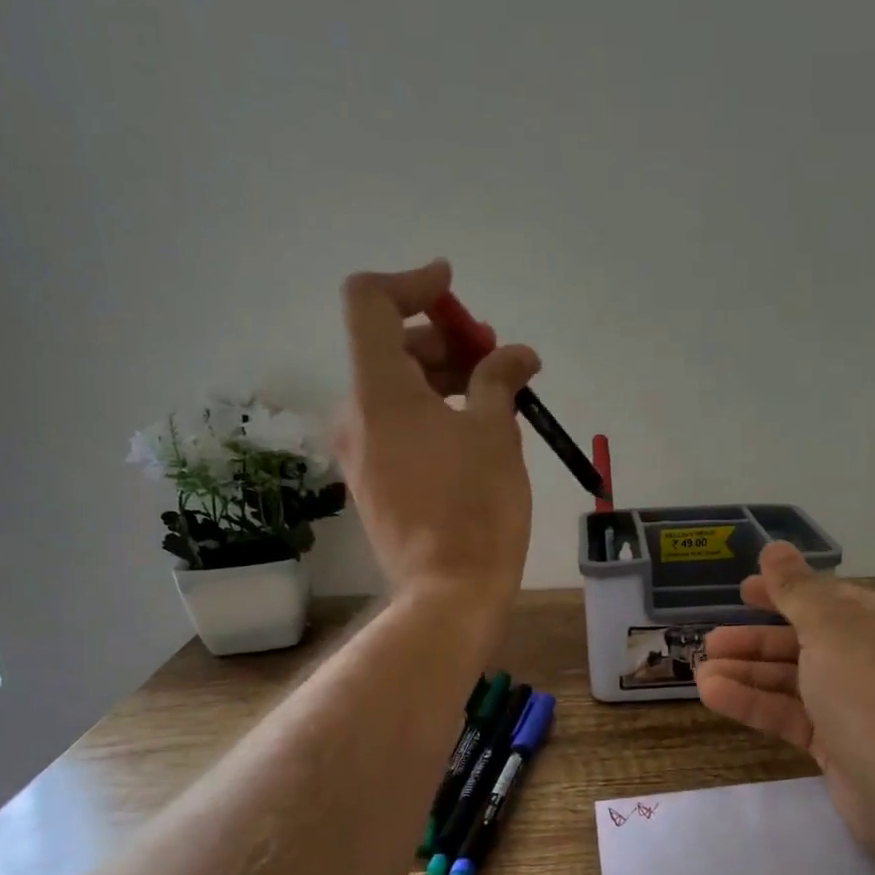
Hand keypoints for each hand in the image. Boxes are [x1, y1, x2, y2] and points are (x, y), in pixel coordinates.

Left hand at [332, 259, 539, 615]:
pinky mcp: (372, 480)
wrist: (450, 591)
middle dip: (444, 338)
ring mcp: (360, 451)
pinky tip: (475, 430)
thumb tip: (517, 354)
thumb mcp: (496, 431)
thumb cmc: (476, 506)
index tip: (453, 288)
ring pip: (397, 388)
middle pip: (390, 347)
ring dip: (444, 376)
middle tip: (495, 354)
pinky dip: (433, 411)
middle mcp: (356, 414)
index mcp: (379, 391)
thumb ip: (499, 377)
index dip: (411, 282)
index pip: (369, 303)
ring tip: (496, 393)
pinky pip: (398, 425)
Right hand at [695, 543, 874, 856]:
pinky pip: (792, 714)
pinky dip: (755, 703)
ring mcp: (858, 704)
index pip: (829, 598)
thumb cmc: (869, 685)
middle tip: (711, 640)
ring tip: (700, 670)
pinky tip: (713, 695)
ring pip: (794, 680)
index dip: (784, 592)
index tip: (743, 591)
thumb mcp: (829, 625)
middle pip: (806, 641)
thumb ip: (795, 588)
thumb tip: (775, 547)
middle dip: (756, 640)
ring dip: (748, 673)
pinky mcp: (839, 744)